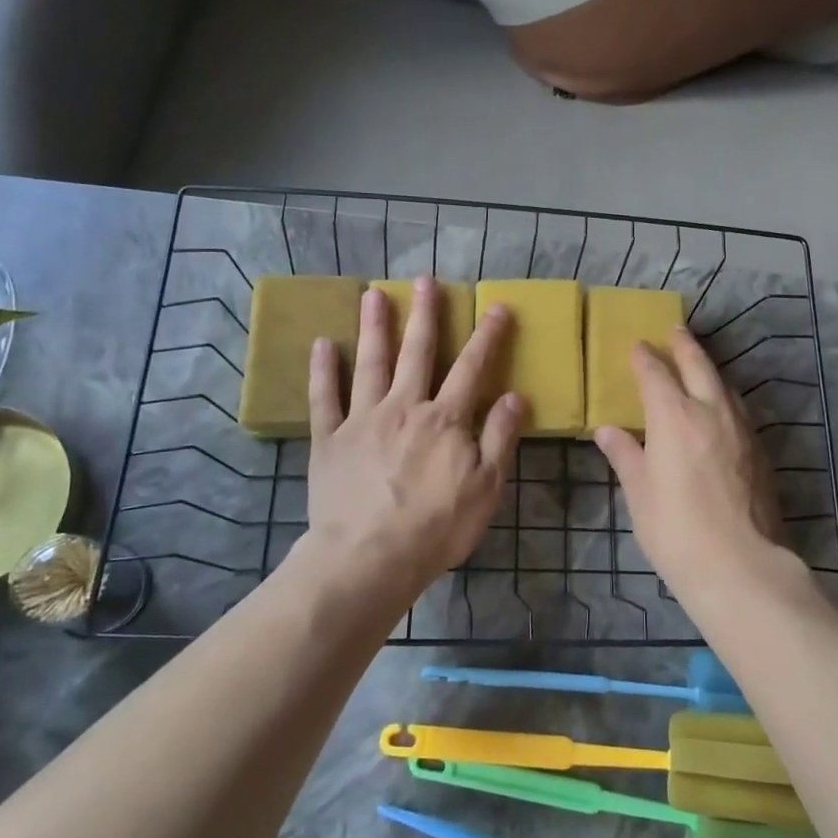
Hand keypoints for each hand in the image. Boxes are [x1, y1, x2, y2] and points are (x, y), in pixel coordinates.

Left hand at [303, 280, 521, 603]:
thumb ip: (500, 438)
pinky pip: (324, 398)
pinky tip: (322, 344)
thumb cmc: (437, 527)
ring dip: (374, 327)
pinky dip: (323, 370)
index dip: (487, 336)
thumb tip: (515, 395)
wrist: (370, 557)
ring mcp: (363, 419)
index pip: (472, 368)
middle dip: (424, 315)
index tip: (497, 307)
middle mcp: (405, 407)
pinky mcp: (330, 439)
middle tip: (424, 280)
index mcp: (446, 419)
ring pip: (370, 363)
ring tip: (373, 295)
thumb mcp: (486, 487)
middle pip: (417, 352)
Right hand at [595, 328, 784, 595]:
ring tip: (699, 364)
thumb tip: (607, 430)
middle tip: (675, 330)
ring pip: (725, 385)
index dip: (644, 358)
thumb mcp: (640, 493)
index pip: (655, 374)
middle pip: (698, 365)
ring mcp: (742, 429)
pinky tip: (721, 409)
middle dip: (684, 345)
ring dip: (709, 369)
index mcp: (674, 416)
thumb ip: (626, 455)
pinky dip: (725, 397)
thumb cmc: (675, 529)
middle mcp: (711, 411)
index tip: (637, 346)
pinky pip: (739, 409)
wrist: (740, 565)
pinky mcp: (761, 451)